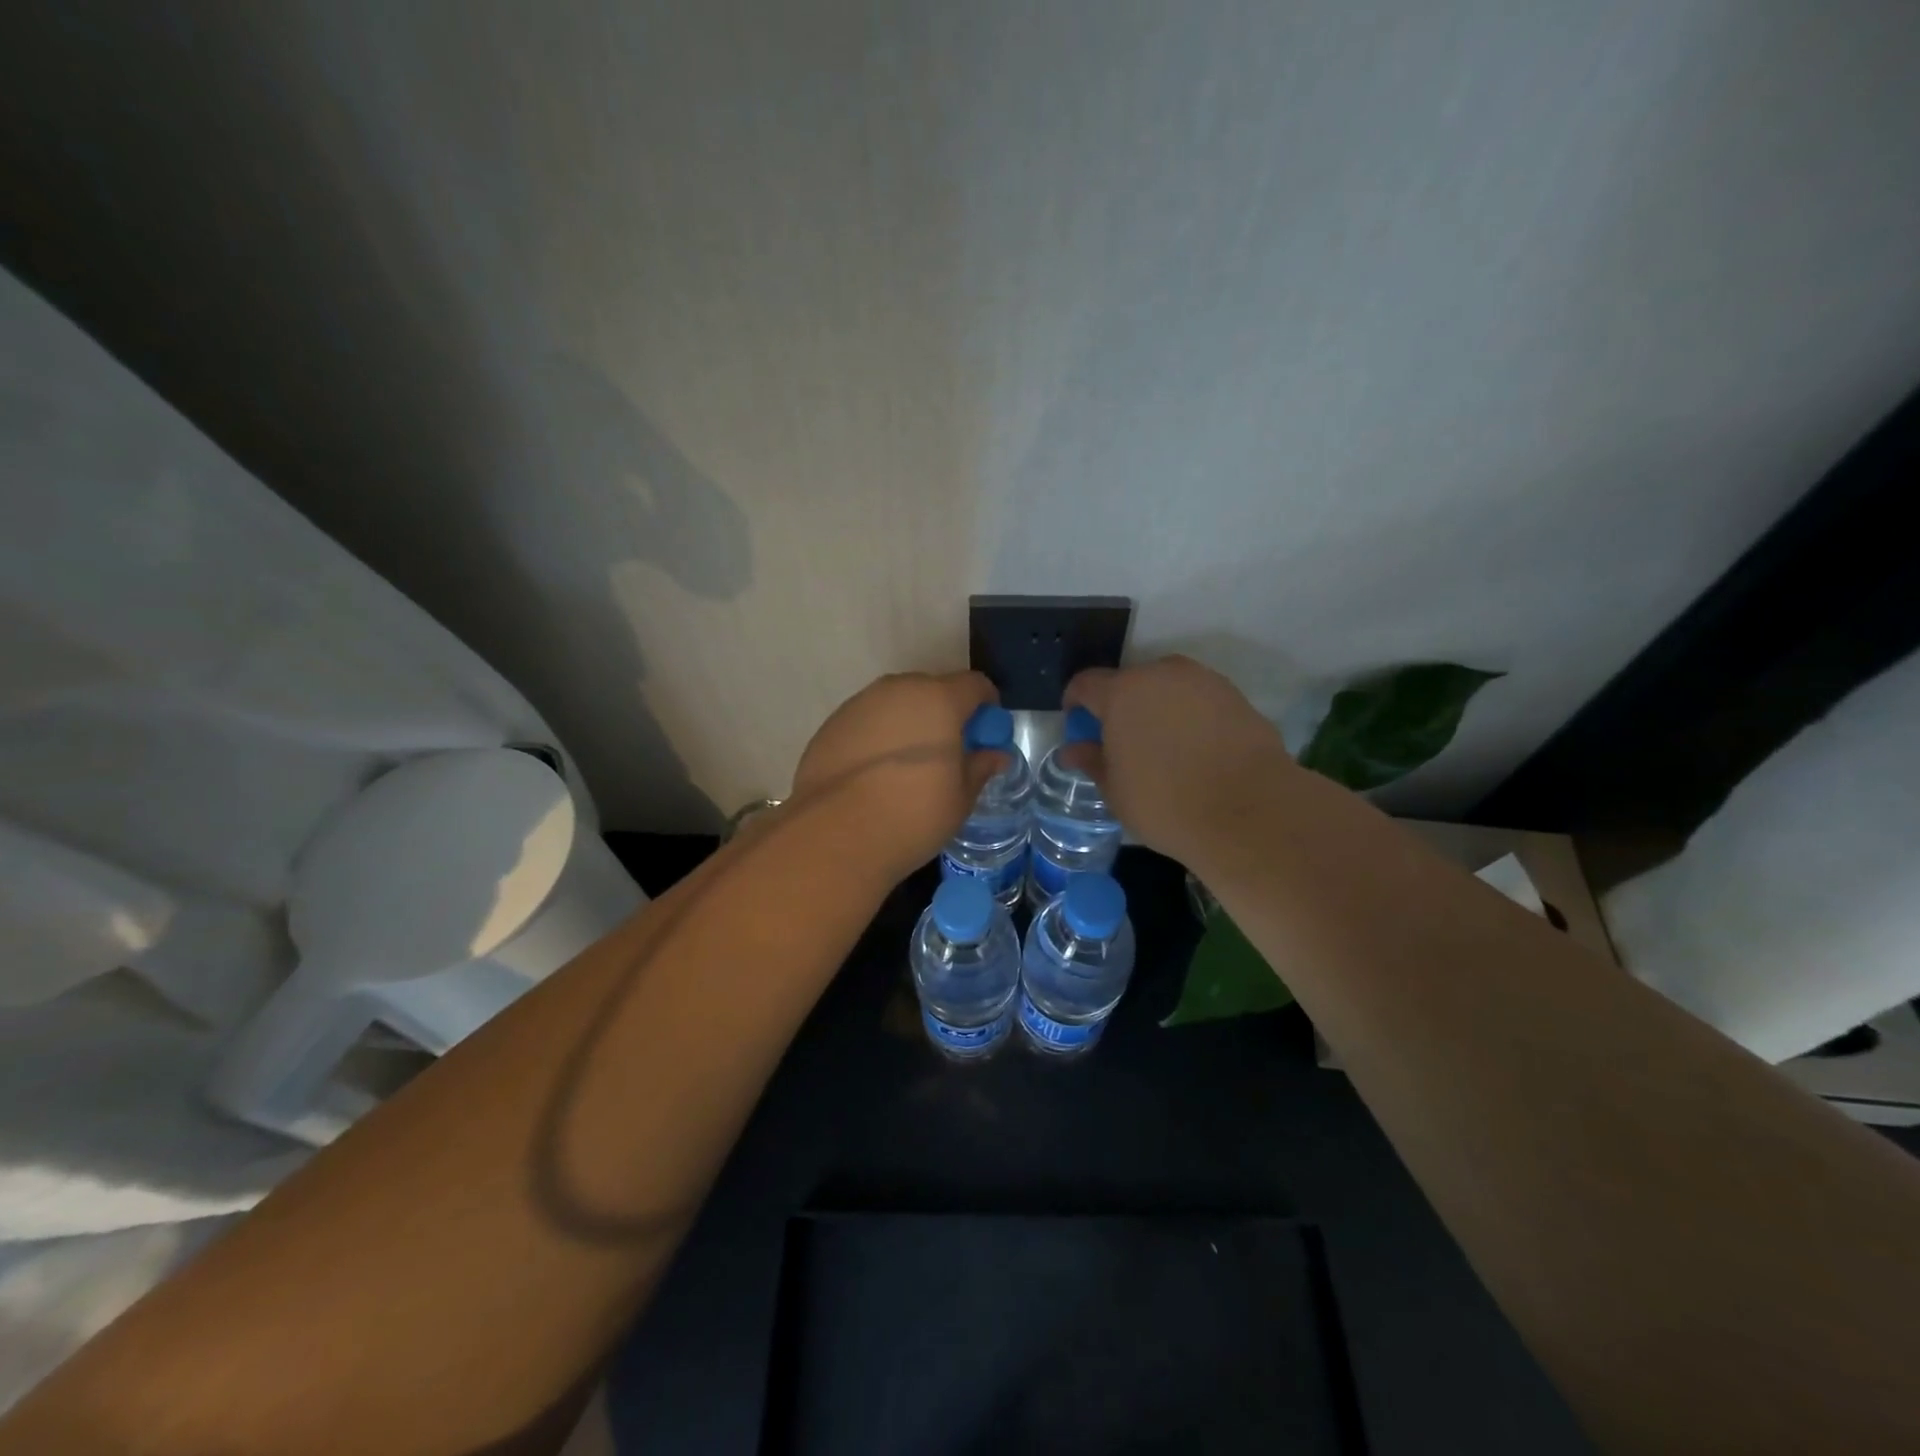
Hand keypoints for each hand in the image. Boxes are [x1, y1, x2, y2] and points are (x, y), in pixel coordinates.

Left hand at [790, 672, 1004, 878]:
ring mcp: (859, 704)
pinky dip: (878, 738)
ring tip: (908, 767)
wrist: (836, 835)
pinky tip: (875, 775)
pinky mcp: (831, 725)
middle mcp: (898, 690)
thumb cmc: (913, 814)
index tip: (986, 735)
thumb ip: (980, 767)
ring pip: (896, 704)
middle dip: (946, 714)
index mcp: (939, 699)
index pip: (975, 684)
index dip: (987, 707)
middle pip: (933, 689)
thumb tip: (995, 755)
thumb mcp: (961, 798)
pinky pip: (867, 722)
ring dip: (909, 724)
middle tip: (948, 753)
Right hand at [1063, 656, 1291, 867]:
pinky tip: (1196, 751)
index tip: (1076, 724)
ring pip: (1168, 688)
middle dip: (1121, 706)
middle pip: (1130, 682)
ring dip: (1158, 708)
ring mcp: (1204, 682)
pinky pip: (1199, 700)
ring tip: (1162, 746)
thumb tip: (1073, 750)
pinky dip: (1190, 717)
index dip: (1075, 701)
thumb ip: (1092, 761)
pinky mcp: (1236, 697)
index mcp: (1123, 692)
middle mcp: (1162, 674)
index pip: (1086, 684)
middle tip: (1122, 741)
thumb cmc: (1166, 803)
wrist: (1249, 812)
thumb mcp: (1116, 790)